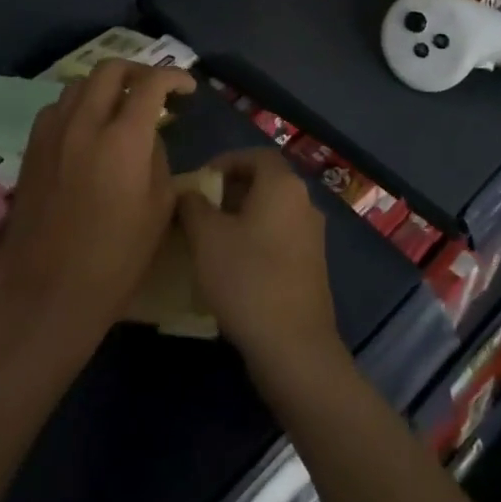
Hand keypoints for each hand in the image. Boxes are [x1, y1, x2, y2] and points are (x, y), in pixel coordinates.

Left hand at [0, 59, 195, 347]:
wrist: (49, 293)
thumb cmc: (116, 259)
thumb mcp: (159, 208)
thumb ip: (158, 158)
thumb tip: (148, 135)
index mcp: (122, 139)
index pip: (150, 84)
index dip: (173, 77)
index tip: (186, 88)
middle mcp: (83, 124)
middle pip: (110, 69)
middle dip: (138, 70)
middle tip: (155, 89)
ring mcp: (52, 134)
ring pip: (79, 84)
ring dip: (106, 86)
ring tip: (121, 106)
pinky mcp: (32, 150)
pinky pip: (57, 108)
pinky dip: (78, 105)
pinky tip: (87, 129)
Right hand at [178, 148, 342, 382]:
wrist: (293, 346)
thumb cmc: (247, 278)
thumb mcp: (207, 237)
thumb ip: (194, 205)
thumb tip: (188, 192)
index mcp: (284, 186)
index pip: (255, 155)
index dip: (226, 161)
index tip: (199, 181)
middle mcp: (304, 203)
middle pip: (265, 182)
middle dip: (230, 191)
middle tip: (199, 211)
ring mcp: (312, 236)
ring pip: (271, 212)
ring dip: (241, 217)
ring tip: (209, 239)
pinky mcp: (312, 266)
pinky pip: (280, 237)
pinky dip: (256, 239)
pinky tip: (233, 266)